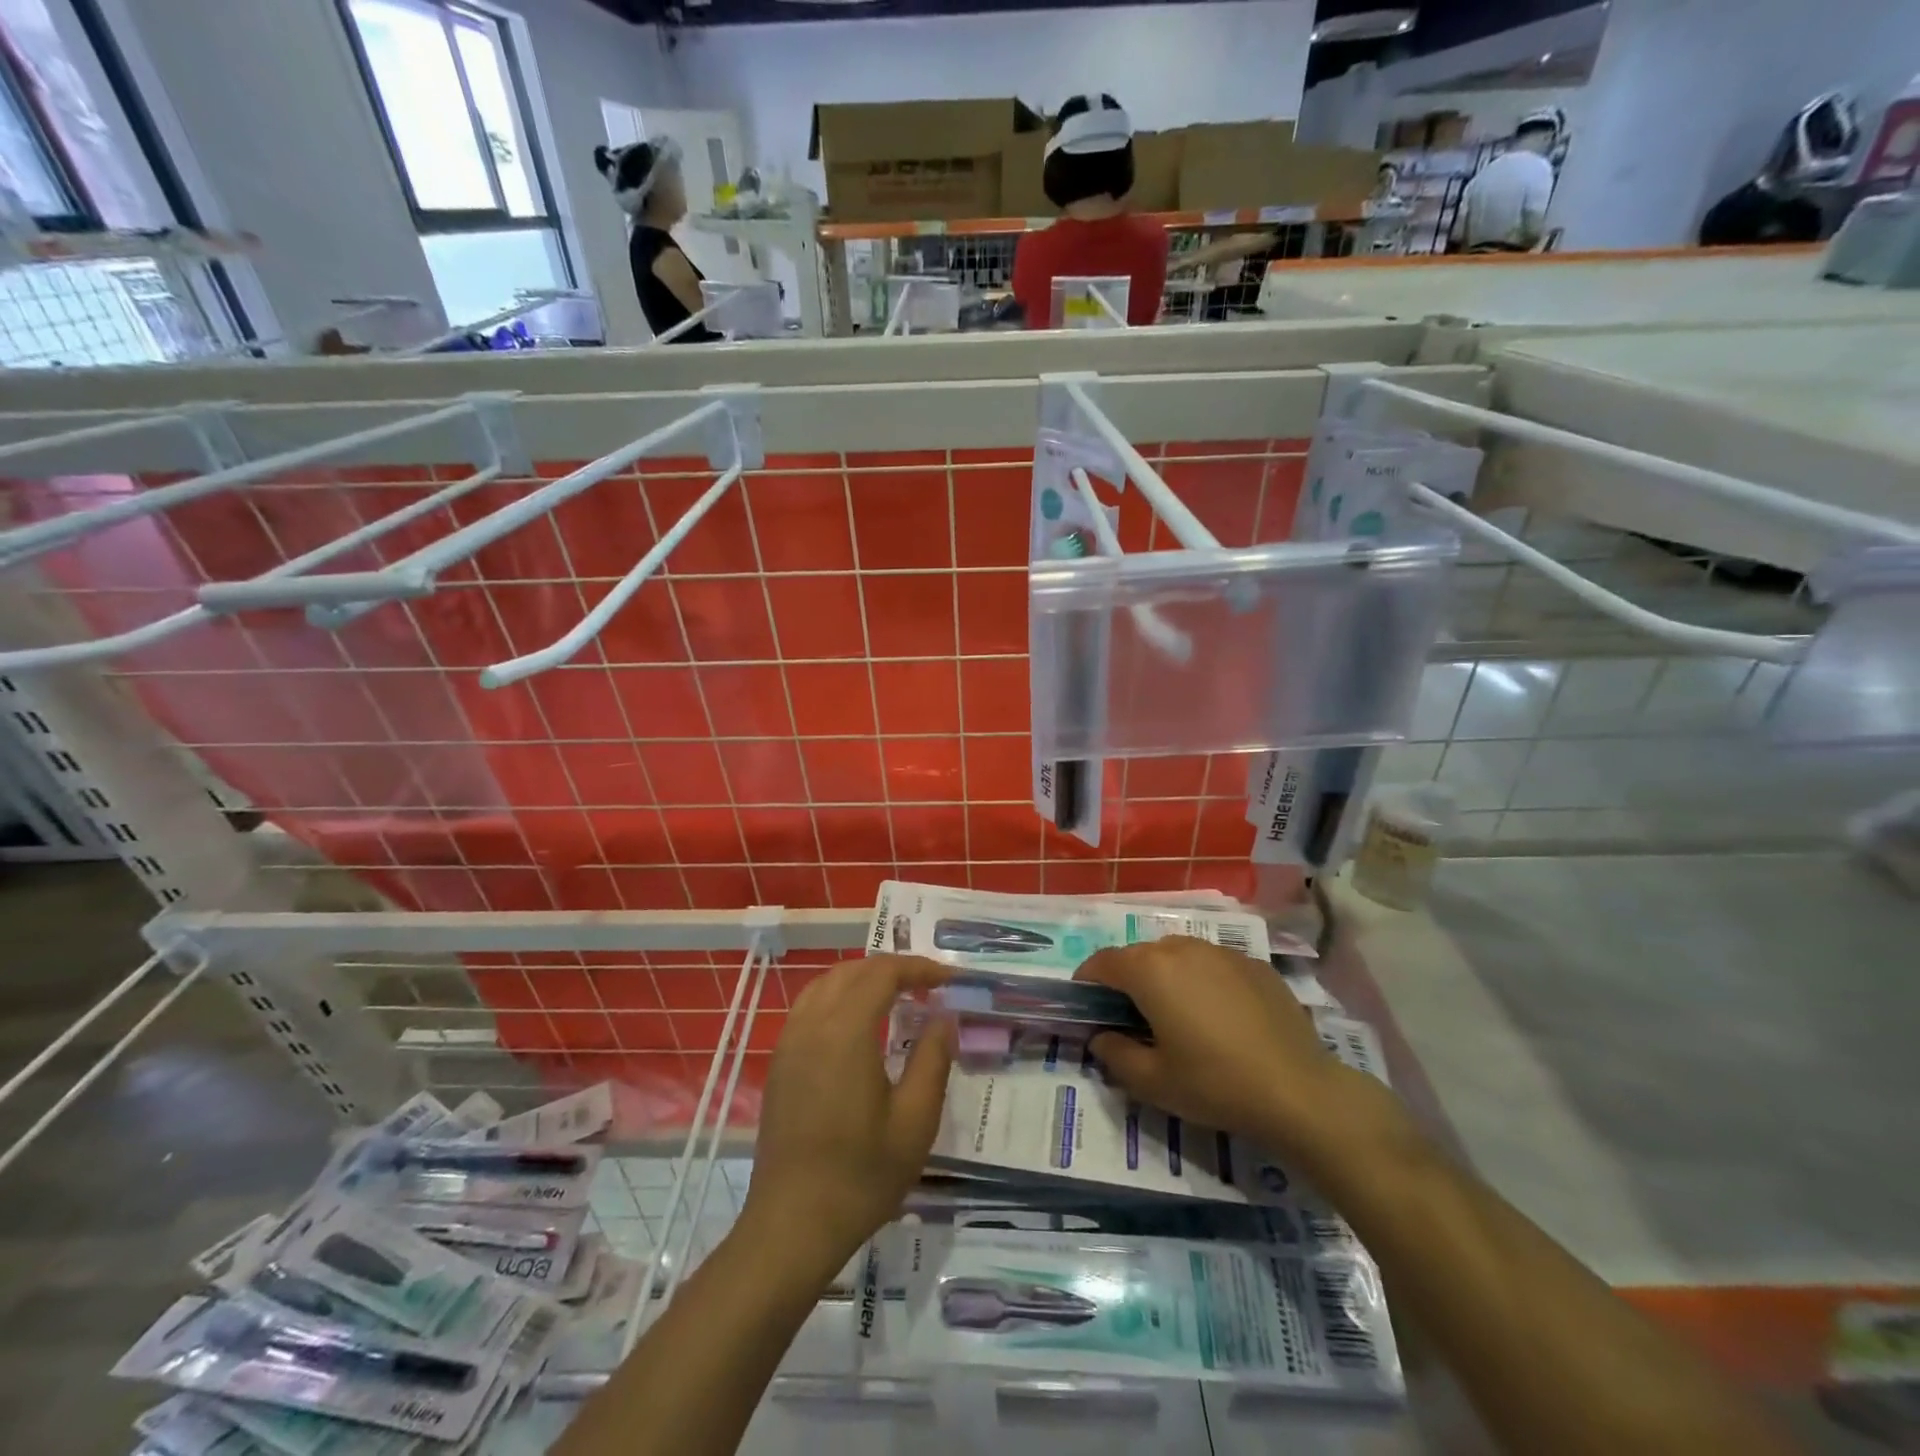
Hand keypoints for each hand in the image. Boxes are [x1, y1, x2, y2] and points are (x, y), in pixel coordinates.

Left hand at [742, 955, 952, 1274]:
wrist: (793, 1224)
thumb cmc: (861, 1175)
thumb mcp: (915, 1120)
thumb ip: (933, 1058)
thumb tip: (944, 1017)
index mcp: (846, 1031)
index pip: (883, 973)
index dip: (918, 967)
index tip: (949, 979)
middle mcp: (812, 1023)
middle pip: (853, 971)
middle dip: (892, 968)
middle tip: (928, 986)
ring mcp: (789, 1041)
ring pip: (826, 982)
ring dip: (863, 978)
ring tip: (897, 996)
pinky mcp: (780, 1061)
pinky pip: (810, 1005)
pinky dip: (839, 995)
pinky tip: (859, 1022)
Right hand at [1075, 937, 1401, 1175]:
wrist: (1299, 1091)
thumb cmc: (1215, 1084)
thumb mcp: (1152, 1082)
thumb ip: (1114, 1054)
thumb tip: (1101, 1037)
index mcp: (1149, 970)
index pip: (1102, 963)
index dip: (1087, 981)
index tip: (1087, 1005)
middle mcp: (1182, 948)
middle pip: (1139, 955)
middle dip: (1127, 980)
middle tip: (1131, 1017)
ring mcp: (1222, 952)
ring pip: (1178, 955)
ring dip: (1166, 977)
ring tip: (1177, 1015)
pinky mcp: (1254, 964)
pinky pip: (1213, 964)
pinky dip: (1203, 981)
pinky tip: (1220, 1017)